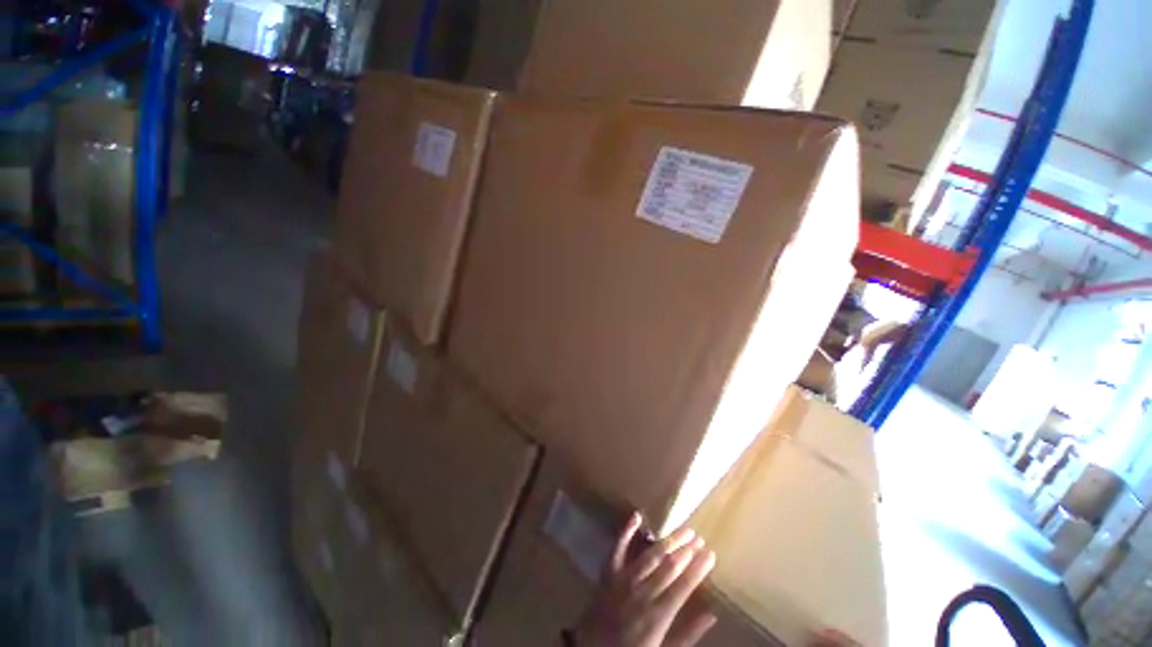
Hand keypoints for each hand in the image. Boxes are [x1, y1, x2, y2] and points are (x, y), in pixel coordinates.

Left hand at [572, 513, 716, 646]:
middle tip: (699, 537)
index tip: (711, 554)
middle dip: (686, 550)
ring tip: (683, 530)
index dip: (698, 568)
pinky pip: (618, 547)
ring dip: (668, 541)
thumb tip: (712, 614)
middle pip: (668, 566)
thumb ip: (688, 634)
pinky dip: (626, 530)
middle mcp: (642, 593)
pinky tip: (637, 515)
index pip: (683, 586)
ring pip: (650, 555)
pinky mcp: (608, 572)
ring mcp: (623, 579)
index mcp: (658, 615)